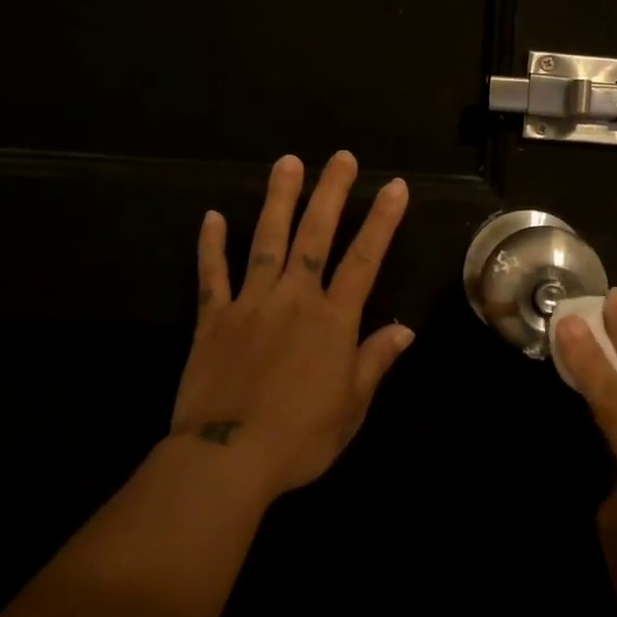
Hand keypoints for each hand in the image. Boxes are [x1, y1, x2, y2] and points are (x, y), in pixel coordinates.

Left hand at [171, 151, 411, 498]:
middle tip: (340, 157)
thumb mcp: (351, 406)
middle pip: (314, 235)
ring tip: (287, 163)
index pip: (364, 259)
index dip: (382, 221)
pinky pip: (212, 275)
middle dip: (331, 193)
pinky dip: (211, 246)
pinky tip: (211, 217)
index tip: (394, 186)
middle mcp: (294, 299)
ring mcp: (250, 304)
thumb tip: (404, 329)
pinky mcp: (213, 319)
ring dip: (278, 200)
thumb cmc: (300, 437)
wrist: (226, 458)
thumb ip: (375, 361)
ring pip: (266, 241)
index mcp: (332, 320)